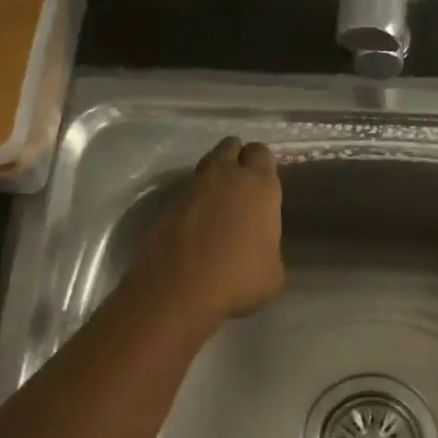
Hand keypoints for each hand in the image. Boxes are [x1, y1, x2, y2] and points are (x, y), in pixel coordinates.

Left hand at [131, 136, 284, 330]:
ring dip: (213, 177)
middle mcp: (224, 177)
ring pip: (206, 166)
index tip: (264, 182)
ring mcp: (191, 188)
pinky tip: (196, 223)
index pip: (262, 154)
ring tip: (218, 202)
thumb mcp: (272, 272)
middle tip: (241, 183)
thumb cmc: (237, 279)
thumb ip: (269, 248)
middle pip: (230, 147)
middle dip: (236, 158)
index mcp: (258, 186)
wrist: (178, 290)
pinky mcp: (166, 205)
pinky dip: (193, 201)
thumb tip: (258, 248)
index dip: (262, 165)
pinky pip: (186, 193)